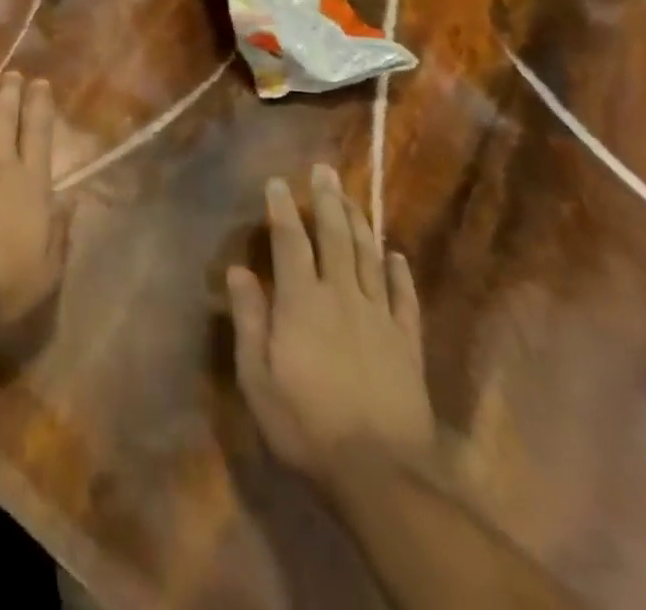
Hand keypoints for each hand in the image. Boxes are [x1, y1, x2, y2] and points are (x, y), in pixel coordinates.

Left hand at [0, 70, 65, 326]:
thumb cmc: (4, 285)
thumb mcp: (48, 268)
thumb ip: (60, 230)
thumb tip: (72, 198)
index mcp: (32, 185)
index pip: (39, 134)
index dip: (40, 106)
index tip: (41, 83)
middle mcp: (0, 164)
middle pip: (6, 119)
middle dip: (11, 92)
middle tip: (13, 73)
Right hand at [228, 165, 435, 484]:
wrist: (381, 476)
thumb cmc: (306, 424)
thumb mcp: (258, 377)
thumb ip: (249, 319)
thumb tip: (237, 270)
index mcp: (302, 302)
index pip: (289, 242)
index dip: (282, 209)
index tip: (277, 182)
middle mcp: (342, 297)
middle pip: (335, 238)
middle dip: (327, 200)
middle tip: (325, 170)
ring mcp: (379, 319)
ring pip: (369, 257)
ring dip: (359, 223)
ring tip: (352, 197)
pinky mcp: (407, 344)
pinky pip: (404, 298)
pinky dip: (399, 273)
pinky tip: (396, 255)